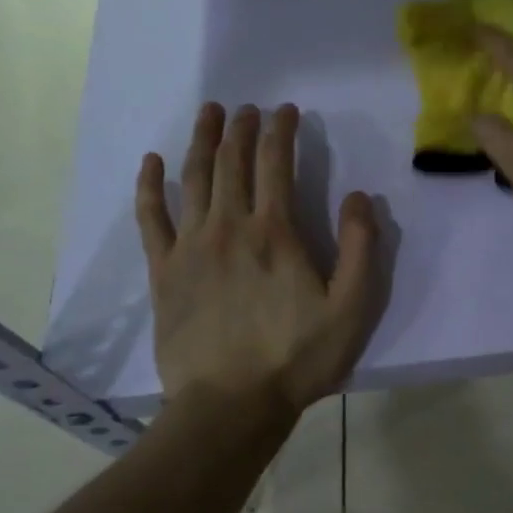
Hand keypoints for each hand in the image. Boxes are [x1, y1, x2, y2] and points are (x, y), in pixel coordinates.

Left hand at [135, 103, 381, 412]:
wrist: (230, 404)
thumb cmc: (297, 357)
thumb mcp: (352, 308)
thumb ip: (362, 249)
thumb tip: (358, 197)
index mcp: (274, 232)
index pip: (276, 164)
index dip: (281, 131)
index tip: (287, 111)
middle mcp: (228, 226)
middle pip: (231, 162)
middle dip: (241, 128)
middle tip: (248, 108)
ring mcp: (190, 246)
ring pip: (193, 178)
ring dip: (201, 140)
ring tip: (209, 113)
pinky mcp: (163, 270)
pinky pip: (151, 217)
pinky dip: (150, 185)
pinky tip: (152, 162)